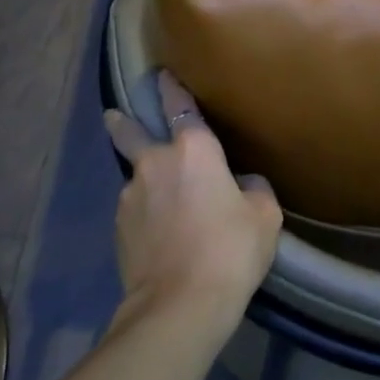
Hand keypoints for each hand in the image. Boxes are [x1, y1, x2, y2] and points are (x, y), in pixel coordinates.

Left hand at [102, 73, 281, 337]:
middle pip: (130, 132)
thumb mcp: (264, 216)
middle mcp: (155, 163)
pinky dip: (145, 215)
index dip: (171, 87)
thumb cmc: (231, 250)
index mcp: (193, 150)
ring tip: (164, 206)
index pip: (179, 106)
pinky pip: (135, 211)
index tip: (162, 75)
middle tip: (115, 116)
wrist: (180, 304)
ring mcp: (130, 196)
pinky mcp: (118, 229)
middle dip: (122, 121)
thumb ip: (254, 189)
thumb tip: (242, 184)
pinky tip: (160, 235)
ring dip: (146, 182)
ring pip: (137, 178)